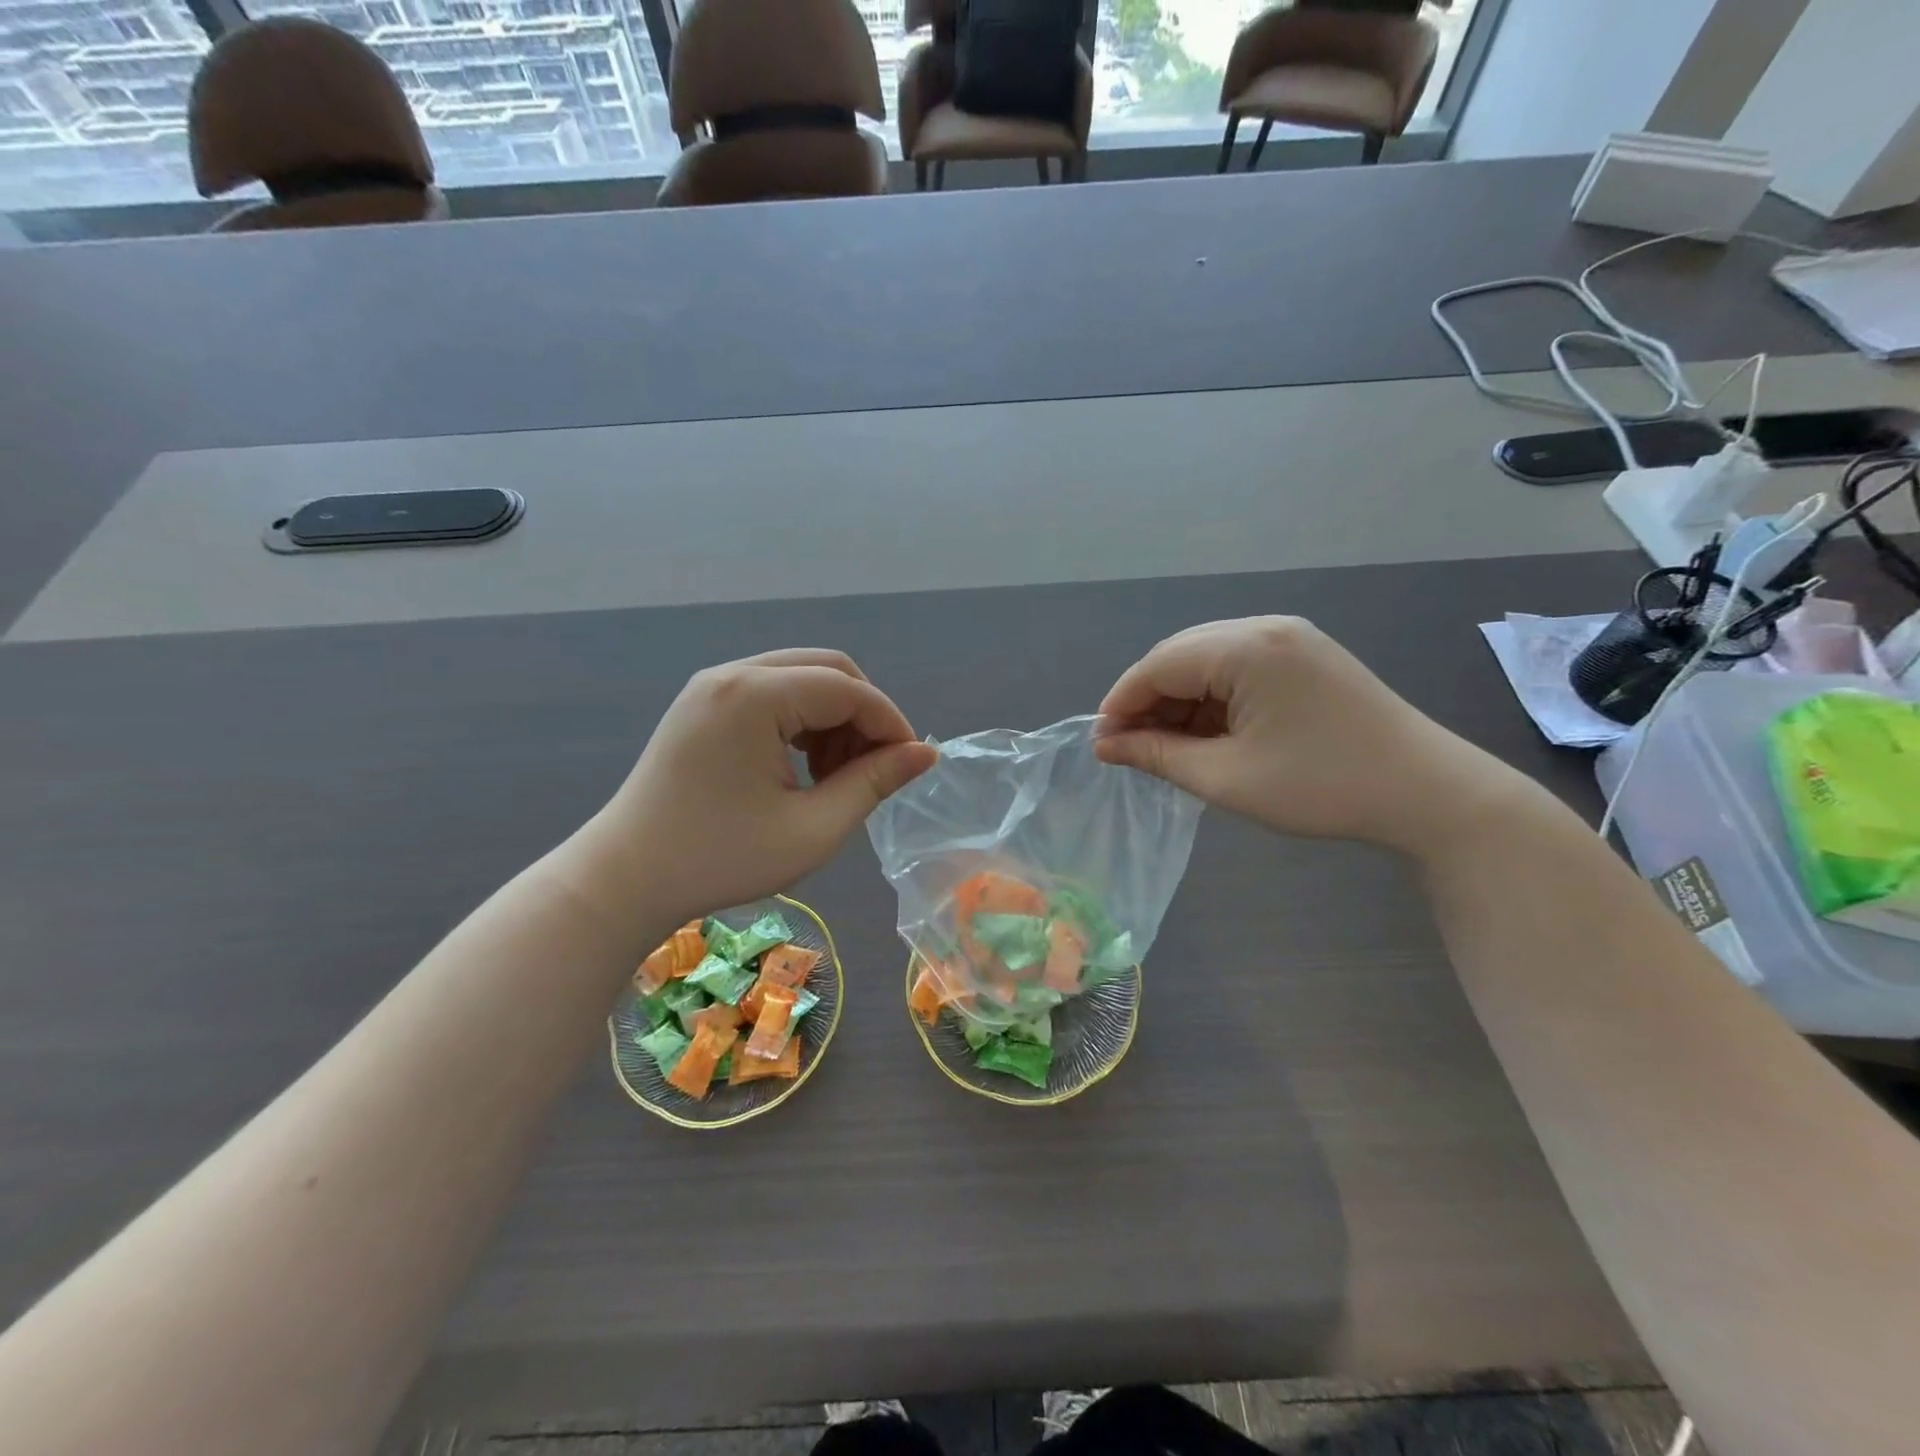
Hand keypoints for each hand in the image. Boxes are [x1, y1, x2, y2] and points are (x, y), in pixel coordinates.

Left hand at [586, 650, 936, 924]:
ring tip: (837, 774)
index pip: (848, 690)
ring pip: (802, 677)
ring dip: (834, 717)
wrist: (625, 878)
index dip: (890, 724)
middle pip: (828, 669)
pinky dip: (803, 720)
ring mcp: (714, 684)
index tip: (912, 766)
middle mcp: (734, 673)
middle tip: (875, 769)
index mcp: (755, 696)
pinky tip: (803, 765)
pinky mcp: (704, 702)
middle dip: (864, 715)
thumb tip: (925, 754)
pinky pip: (773, 693)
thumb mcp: (812, 829)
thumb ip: (874, 783)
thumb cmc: (721, 859)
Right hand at [1093, 617, 1522, 856]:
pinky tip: (1206, 733)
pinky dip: (1213, 699)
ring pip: (1207, 661)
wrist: (1428, 793)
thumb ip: (1157, 755)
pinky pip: (1238, 668)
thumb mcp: (1226, 777)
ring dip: (1180, 701)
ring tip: (1166, 747)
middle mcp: (1265, 627)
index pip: (1158, 665)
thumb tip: (1106, 744)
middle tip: (1129, 748)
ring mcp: (1290, 638)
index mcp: (1246, 647)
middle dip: (1148, 701)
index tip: (1101, 744)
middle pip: (1180, 655)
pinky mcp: (1305, 656)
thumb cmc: (1321, 787)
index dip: (1121, 703)